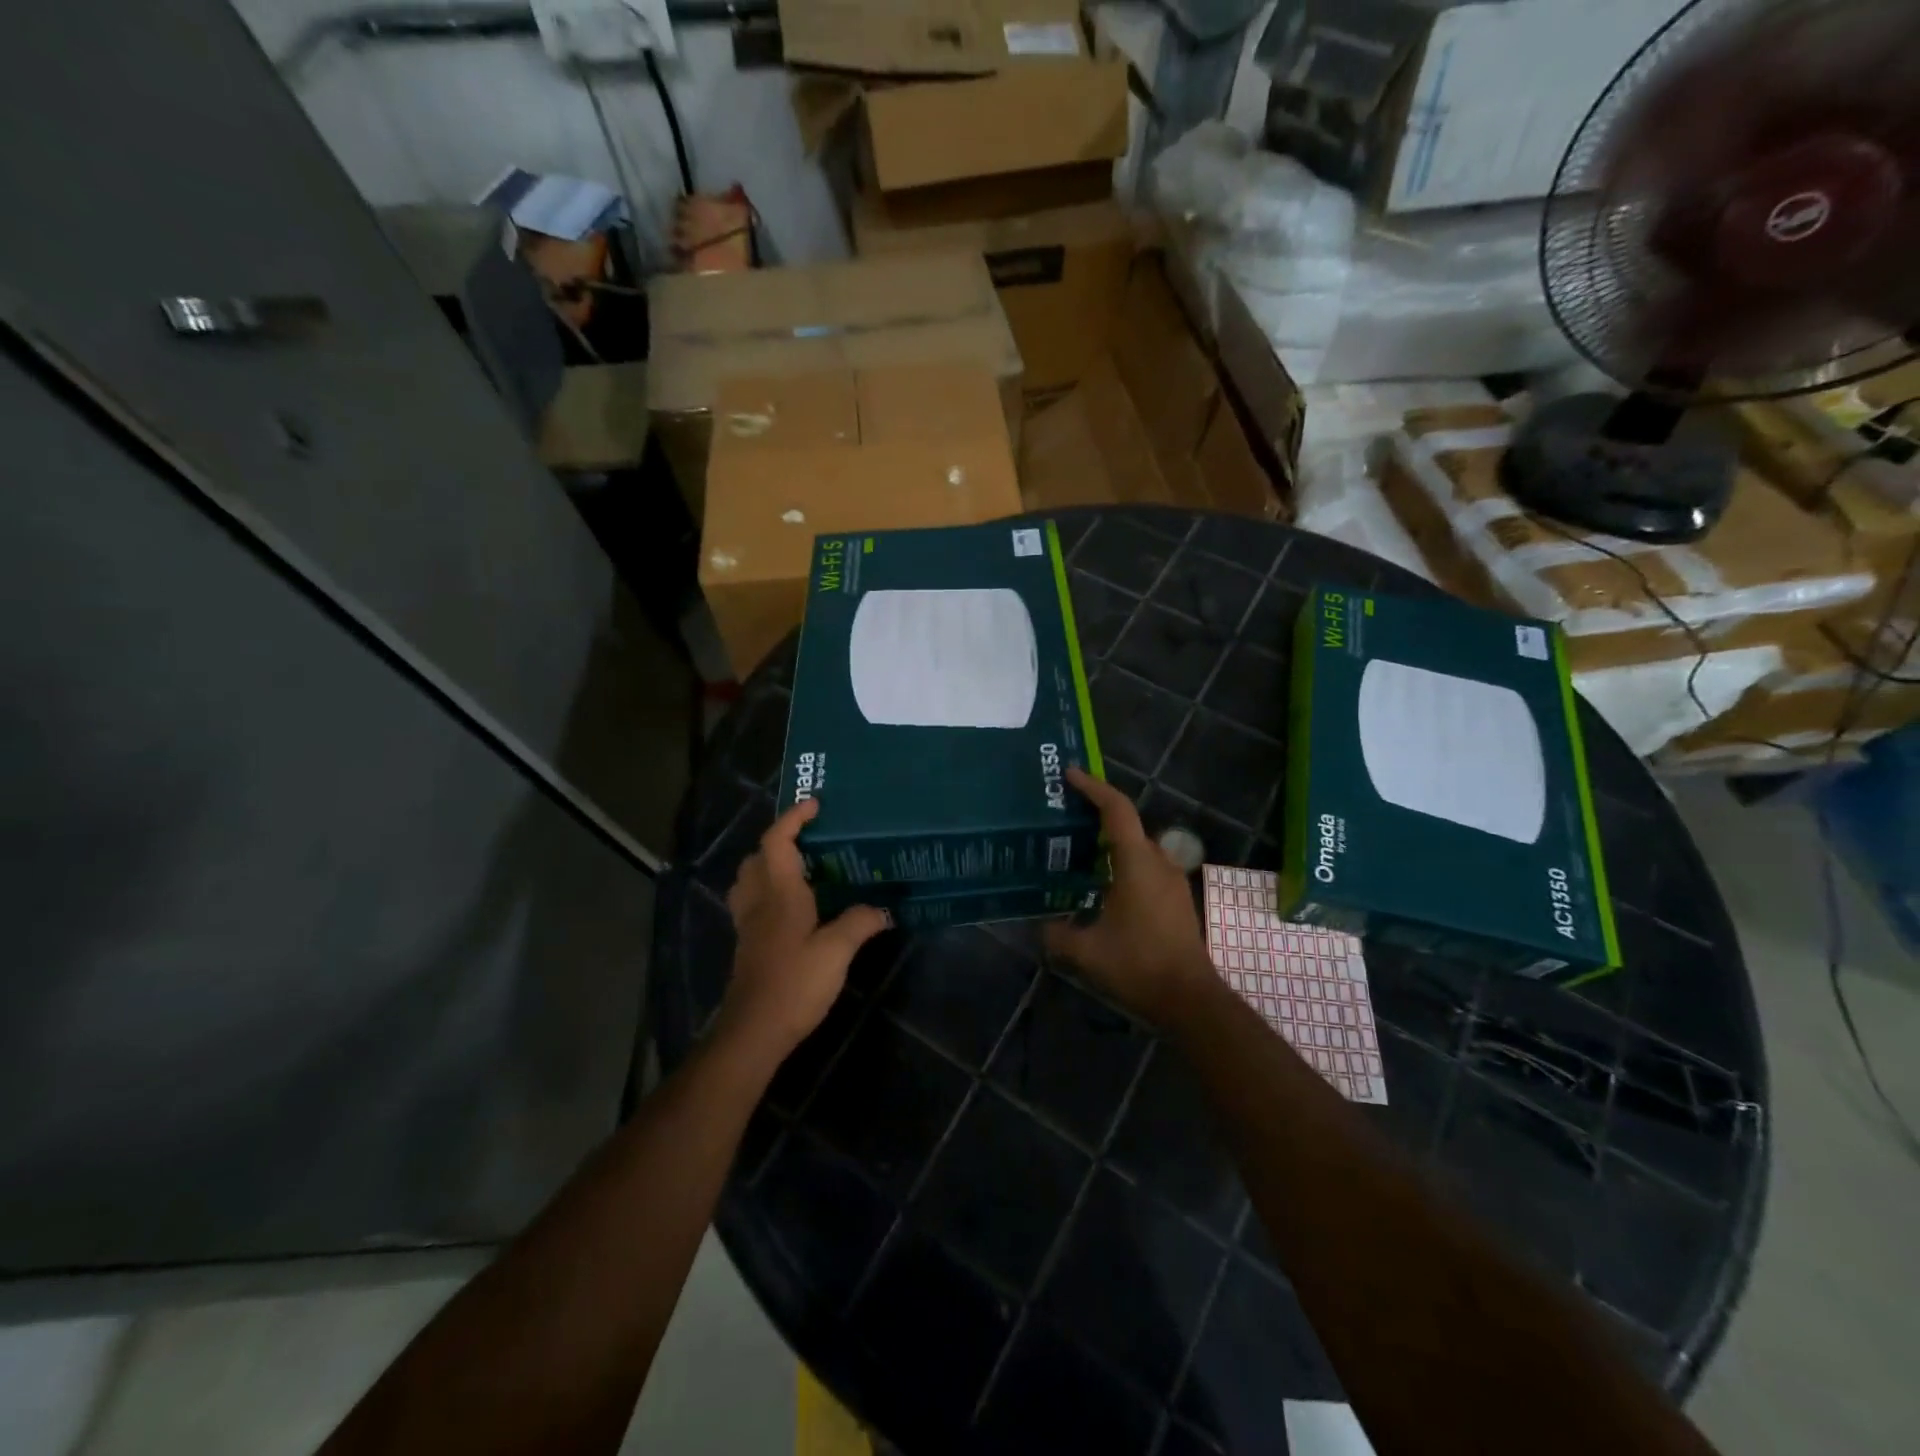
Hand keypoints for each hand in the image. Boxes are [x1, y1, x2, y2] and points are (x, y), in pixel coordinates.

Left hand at [722, 799, 889, 1060]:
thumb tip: (884, 909)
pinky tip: (794, 908)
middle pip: (758, 856)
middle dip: (779, 839)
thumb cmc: (795, 983)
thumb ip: (860, 922)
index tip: (815, 805)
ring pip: (750, 879)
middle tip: (811, 839)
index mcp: (778, 892)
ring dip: (769, 864)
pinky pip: (753, 902)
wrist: (754, 1030)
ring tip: (801, 868)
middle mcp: (758, 901)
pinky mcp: (749, 944)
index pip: (777, 841)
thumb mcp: (837, 951)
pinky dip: (768, 890)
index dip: (793, 818)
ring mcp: (749, 924)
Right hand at [1045, 768, 1215, 1025]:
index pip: (1116, 809)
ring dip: (1111, 842)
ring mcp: (1172, 880)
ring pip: (1137, 848)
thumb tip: (1039, 924)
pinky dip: (1123, 863)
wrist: (1189, 998)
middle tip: (1064, 817)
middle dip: (1097, 815)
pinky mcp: (1176, 898)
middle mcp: (1158, 862)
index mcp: (1137, 863)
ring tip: (1078, 850)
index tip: (1070, 775)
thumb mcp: (1086, 952)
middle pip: (1127, 825)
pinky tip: (1102, 884)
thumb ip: (1056, 934)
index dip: (1093, 787)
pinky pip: (1146, 867)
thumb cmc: (1138, 965)